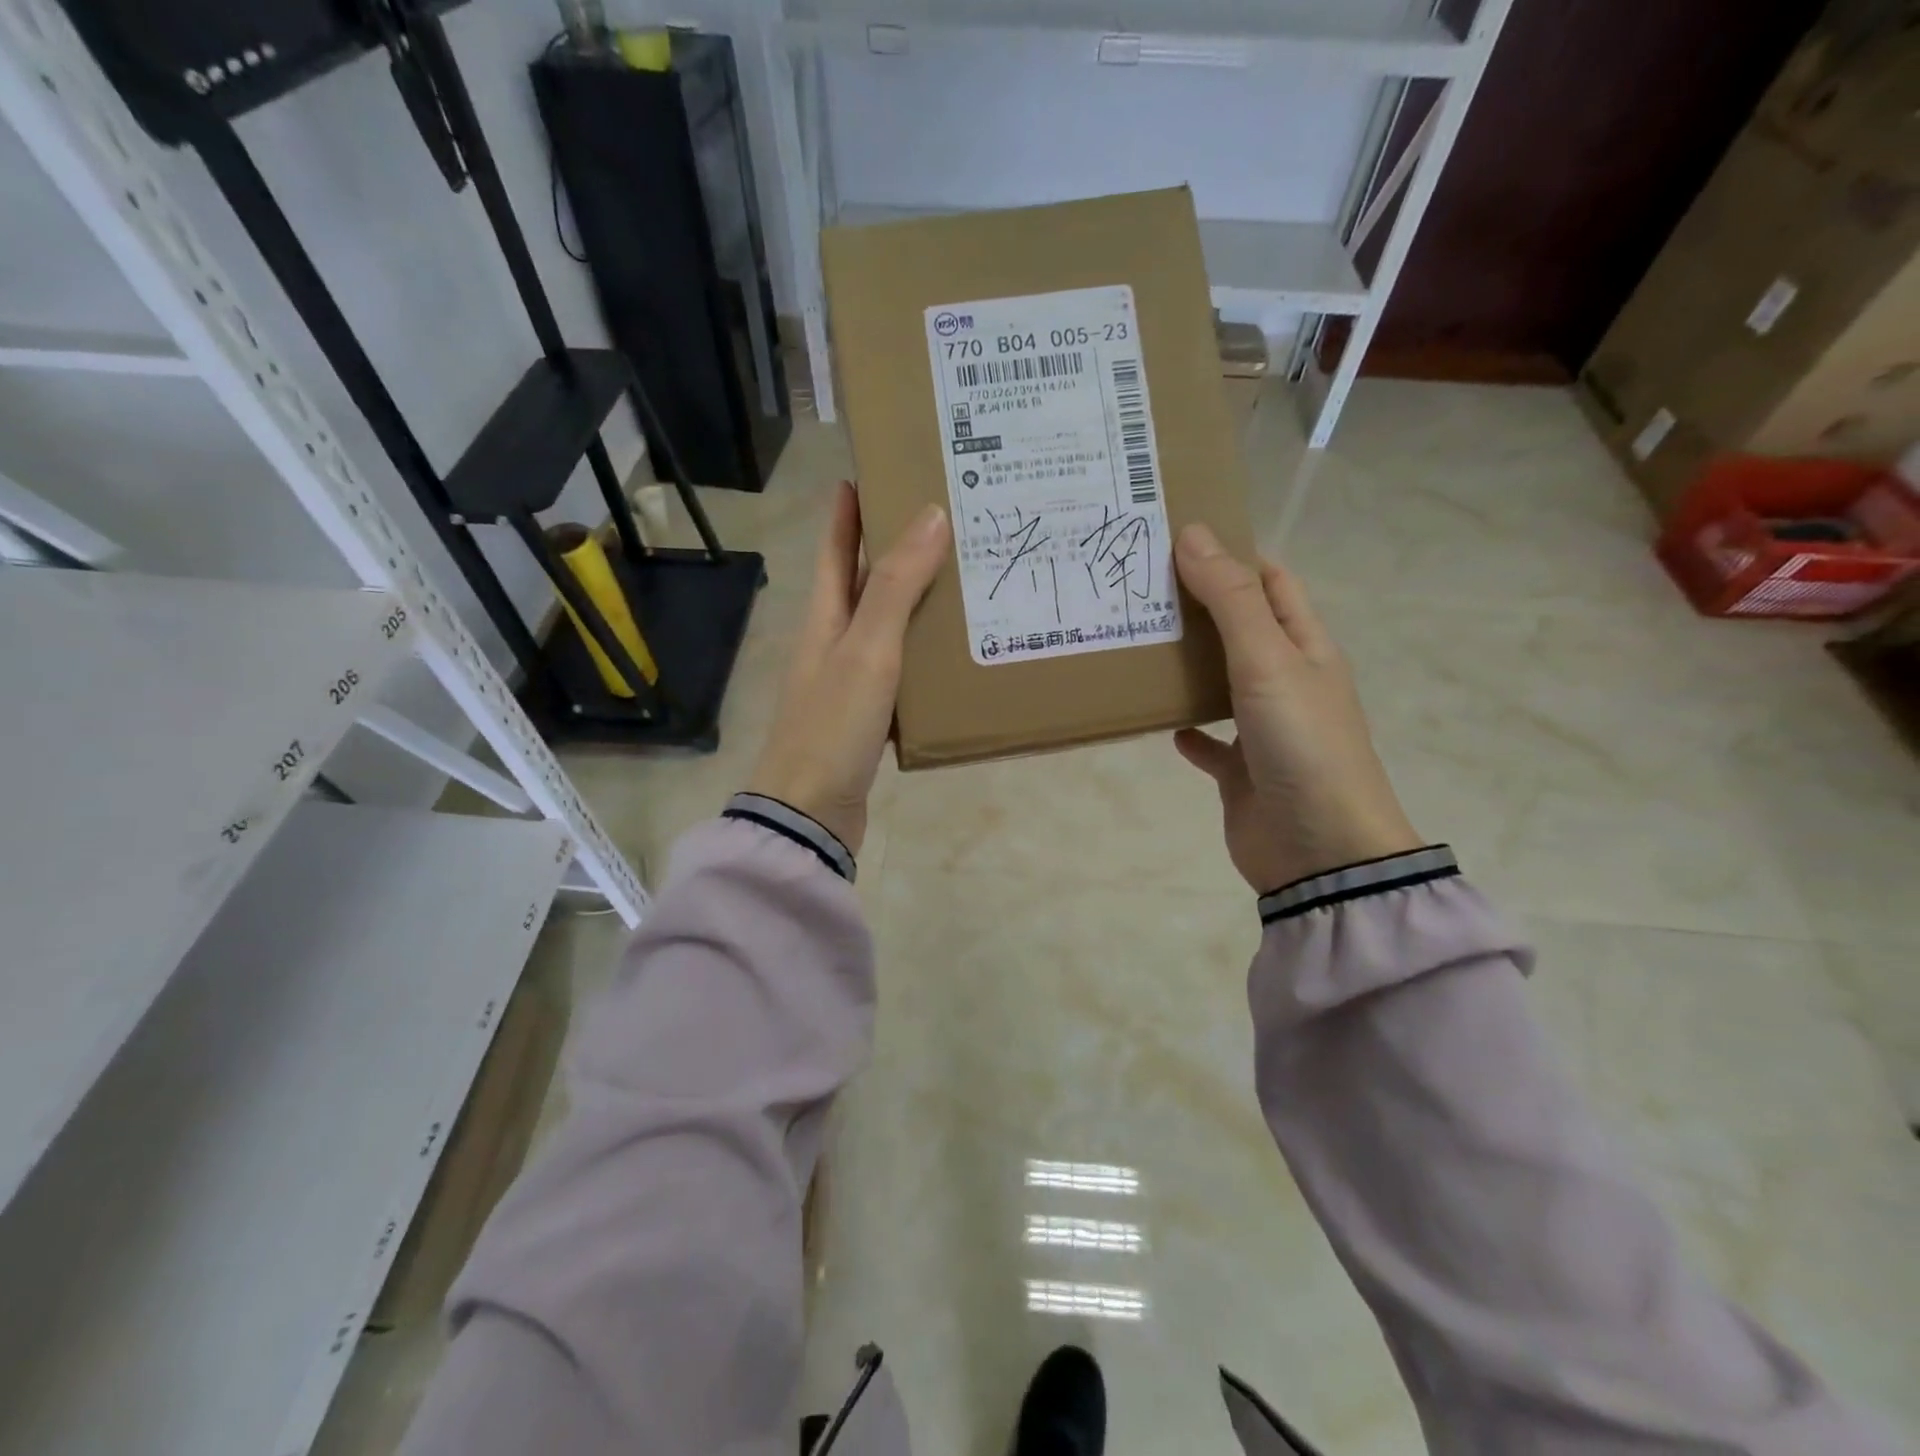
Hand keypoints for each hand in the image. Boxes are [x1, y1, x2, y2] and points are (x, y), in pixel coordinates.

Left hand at [747, 481, 949, 855]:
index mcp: (824, 618)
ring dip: (915, 602)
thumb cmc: (832, 725)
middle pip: (861, 584)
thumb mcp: (867, 650)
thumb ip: (895, 587)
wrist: (811, 813)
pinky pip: (901, 670)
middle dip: (892, 549)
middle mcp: (833, 643)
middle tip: (942, 520)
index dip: (846, 511)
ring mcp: (849, 682)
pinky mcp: (868, 716)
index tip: (868, 472)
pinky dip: (924, 654)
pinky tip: (955, 653)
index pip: (833, 549)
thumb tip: (930, 515)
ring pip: (886, 627)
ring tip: (962, 578)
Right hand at [1172, 524, 1421, 893]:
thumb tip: (1195, 533)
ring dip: (1187, 667)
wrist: (1320, 852)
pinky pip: (1210, 743)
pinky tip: (1159, 723)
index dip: (1234, 556)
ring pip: (1221, 683)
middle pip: (1242, 629)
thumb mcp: (1267, 661)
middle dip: (1199, 608)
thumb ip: (1230, 601)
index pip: (1272, 583)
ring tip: (1137, 644)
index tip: (1179, 540)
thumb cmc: (1302, 745)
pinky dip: (1187, 731)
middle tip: (1140, 589)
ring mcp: (1266, 730)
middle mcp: (1288, 682)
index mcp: (1306, 647)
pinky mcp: (1243, 772)